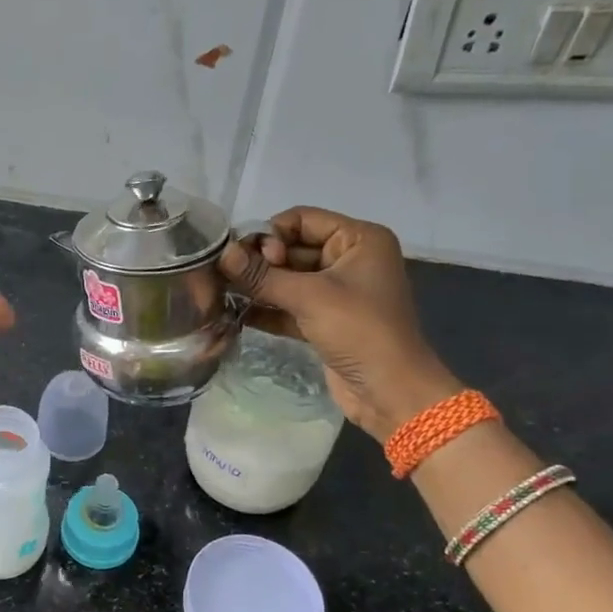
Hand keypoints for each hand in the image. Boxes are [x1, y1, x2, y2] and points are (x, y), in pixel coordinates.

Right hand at [220, 208, 459, 440]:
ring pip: (288, 279)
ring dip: (258, 286)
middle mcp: (349, 259)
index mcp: (358, 239)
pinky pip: (290, 305)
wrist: (390, 392)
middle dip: (259, 262)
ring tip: (223, 292)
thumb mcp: (310, 297)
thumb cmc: (359, 330)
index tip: (248, 259)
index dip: (271, 234)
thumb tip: (222, 254)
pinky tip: (235, 313)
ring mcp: (337, 292)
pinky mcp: (325, 321)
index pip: (302, 219)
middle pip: (292, 248)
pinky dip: (267, 309)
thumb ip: (263, 275)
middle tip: (226, 276)